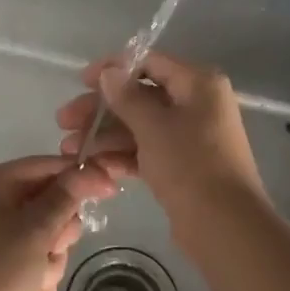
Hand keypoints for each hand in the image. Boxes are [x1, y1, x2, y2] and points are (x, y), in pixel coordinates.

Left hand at [0, 155, 123, 290]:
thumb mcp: (35, 228)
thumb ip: (65, 197)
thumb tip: (90, 169)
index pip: (45, 166)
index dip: (79, 176)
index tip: (110, 189)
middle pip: (50, 207)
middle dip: (58, 233)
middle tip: (51, 247)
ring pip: (47, 244)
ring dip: (48, 265)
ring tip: (32, 282)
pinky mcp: (1, 277)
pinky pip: (36, 271)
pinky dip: (36, 287)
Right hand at [57, 52, 267, 226]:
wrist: (225, 227)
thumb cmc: (189, 164)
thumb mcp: (153, 126)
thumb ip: (127, 96)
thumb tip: (110, 71)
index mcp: (198, 83)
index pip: (150, 63)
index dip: (114, 69)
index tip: (81, 82)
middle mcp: (197, 104)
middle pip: (140, 96)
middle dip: (101, 109)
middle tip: (64, 121)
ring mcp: (190, 136)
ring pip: (140, 126)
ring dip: (105, 135)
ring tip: (69, 149)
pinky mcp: (183, 165)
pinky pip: (147, 150)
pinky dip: (122, 155)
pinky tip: (92, 165)